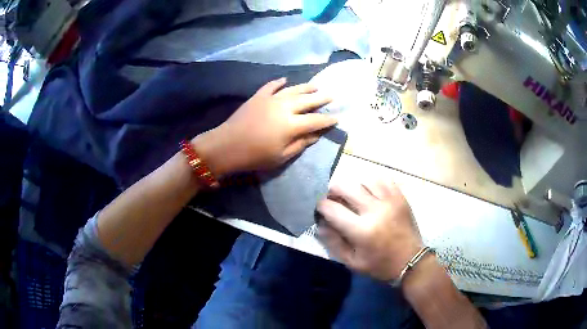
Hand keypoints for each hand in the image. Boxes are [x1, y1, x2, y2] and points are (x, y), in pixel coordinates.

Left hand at [193, 77, 336, 176]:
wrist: (226, 145)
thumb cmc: (255, 156)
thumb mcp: (281, 156)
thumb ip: (300, 144)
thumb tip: (316, 135)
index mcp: (291, 125)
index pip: (315, 121)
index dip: (327, 120)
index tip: (337, 118)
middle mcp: (284, 108)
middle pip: (307, 101)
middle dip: (321, 99)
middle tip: (331, 96)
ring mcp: (270, 99)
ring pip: (293, 90)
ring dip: (305, 87)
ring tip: (316, 86)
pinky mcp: (258, 97)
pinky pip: (271, 86)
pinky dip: (279, 82)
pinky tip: (285, 80)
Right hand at [317, 179, 422, 280]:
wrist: (411, 261)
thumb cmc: (379, 265)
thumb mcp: (352, 262)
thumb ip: (334, 243)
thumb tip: (320, 225)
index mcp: (361, 230)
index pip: (332, 208)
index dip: (321, 206)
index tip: (321, 209)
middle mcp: (374, 210)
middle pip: (346, 186)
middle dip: (334, 190)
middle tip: (334, 198)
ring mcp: (389, 201)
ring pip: (364, 180)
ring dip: (354, 186)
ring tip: (354, 197)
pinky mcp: (400, 197)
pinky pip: (383, 179)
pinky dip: (372, 183)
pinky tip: (371, 193)